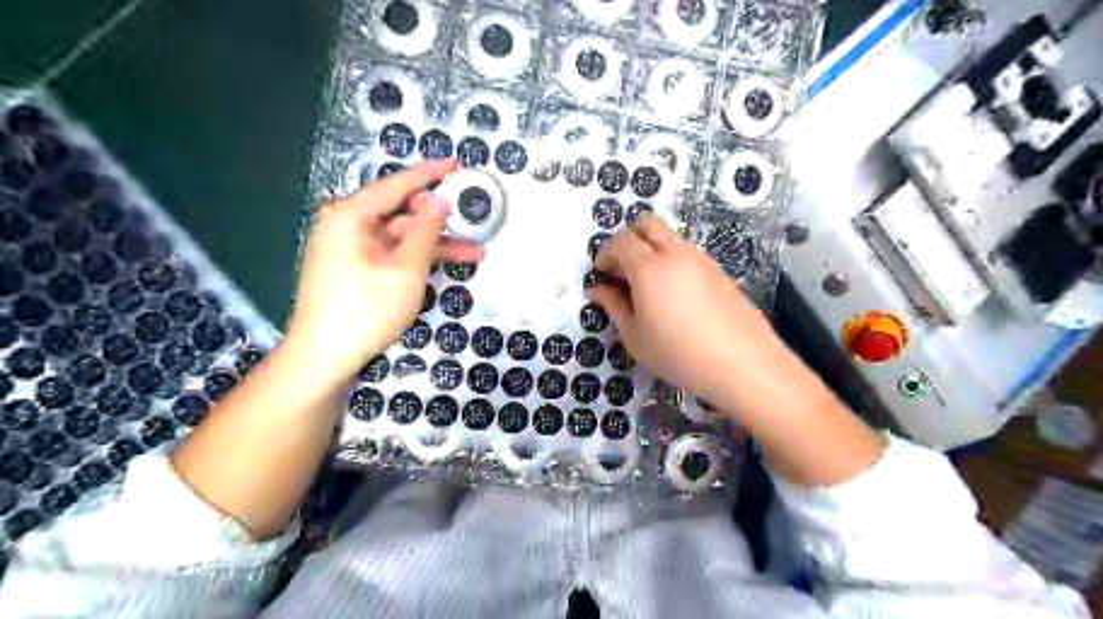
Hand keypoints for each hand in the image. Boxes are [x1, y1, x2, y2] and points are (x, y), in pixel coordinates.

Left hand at [286, 160, 480, 386]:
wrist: (324, 357)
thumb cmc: (366, 309)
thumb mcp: (406, 268)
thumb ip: (426, 230)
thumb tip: (439, 199)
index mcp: (351, 216)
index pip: (396, 185)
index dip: (430, 174)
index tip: (456, 164)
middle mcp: (347, 226)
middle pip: (401, 213)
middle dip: (439, 221)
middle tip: (472, 219)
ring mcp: (350, 250)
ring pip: (401, 238)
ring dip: (435, 245)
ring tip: (475, 253)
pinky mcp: (355, 270)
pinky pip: (391, 255)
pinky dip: (417, 260)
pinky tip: (445, 266)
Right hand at [591, 215, 788, 406]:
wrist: (742, 364)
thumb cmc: (678, 354)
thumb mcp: (635, 337)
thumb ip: (614, 306)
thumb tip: (598, 289)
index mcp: (649, 267)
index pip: (621, 242)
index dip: (605, 253)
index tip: (600, 272)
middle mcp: (676, 253)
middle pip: (647, 223)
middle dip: (628, 238)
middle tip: (621, 268)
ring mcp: (702, 260)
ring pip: (670, 237)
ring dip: (652, 249)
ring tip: (647, 285)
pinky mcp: (719, 271)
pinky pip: (687, 254)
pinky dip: (672, 261)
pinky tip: (673, 295)